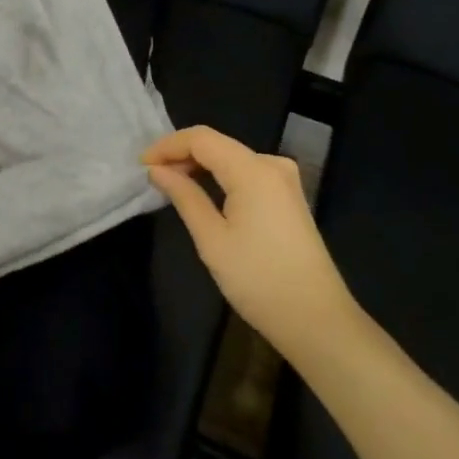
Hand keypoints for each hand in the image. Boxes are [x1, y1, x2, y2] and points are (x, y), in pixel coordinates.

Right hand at [144, 126, 357, 361]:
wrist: (317, 320)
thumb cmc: (258, 279)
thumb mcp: (211, 239)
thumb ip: (184, 196)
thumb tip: (157, 170)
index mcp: (253, 170)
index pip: (201, 138)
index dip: (168, 145)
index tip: (141, 165)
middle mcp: (272, 164)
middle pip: (218, 144)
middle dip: (182, 154)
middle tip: (152, 175)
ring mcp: (284, 181)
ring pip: (232, 157)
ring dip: (200, 165)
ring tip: (171, 183)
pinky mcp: (289, 197)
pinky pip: (246, 172)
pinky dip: (220, 176)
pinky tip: (203, 192)